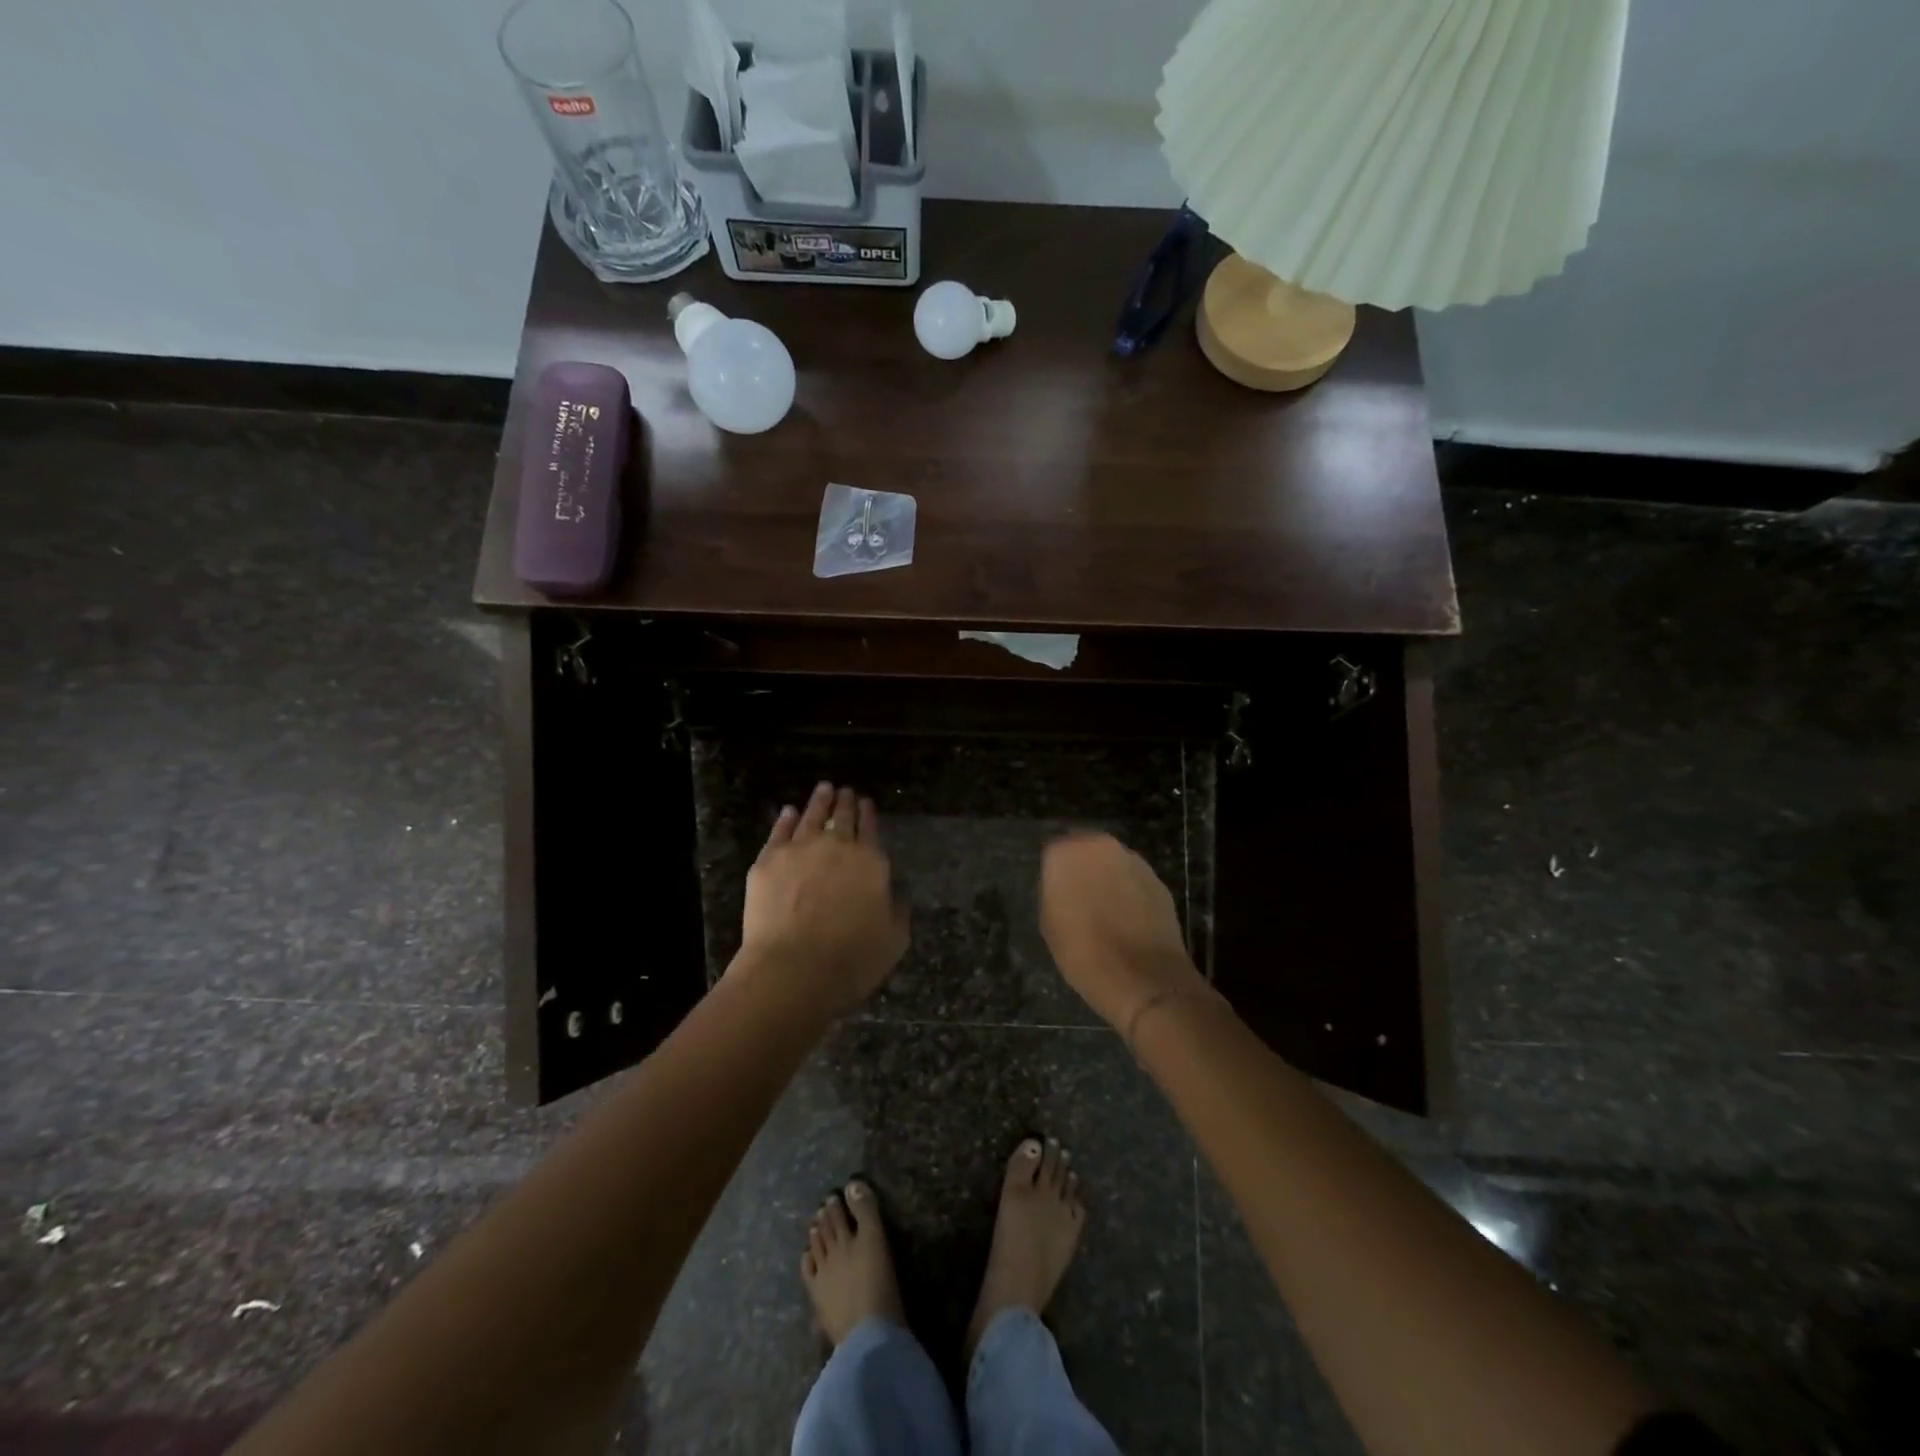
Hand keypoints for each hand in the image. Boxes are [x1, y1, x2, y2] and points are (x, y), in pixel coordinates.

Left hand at [736, 782, 908, 1014]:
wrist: (794, 969)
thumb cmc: (852, 959)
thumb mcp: (894, 938)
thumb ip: (897, 909)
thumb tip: (895, 892)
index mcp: (871, 862)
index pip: (871, 829)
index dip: (869, 814)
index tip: (866, 802)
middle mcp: (837, 846)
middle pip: (842, 816)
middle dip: (845, 802)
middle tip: (845, 791)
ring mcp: (800, 849)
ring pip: (811, 815)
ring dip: (819, 800)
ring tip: (823, 789)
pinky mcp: (768, 860)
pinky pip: (780, 831)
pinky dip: (786, 819)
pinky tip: (789, 812)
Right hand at [1040, 832, 1206, 1031]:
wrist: (1143, 978)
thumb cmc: (1083, 952)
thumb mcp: (1049, 923)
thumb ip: (1054, 891)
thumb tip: (1064, 885)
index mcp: (1066, 852)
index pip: (1053, 851)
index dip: (1054, 873)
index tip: (1056, 893)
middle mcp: (1101, 845)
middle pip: (1086, 850)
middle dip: (1083, 868)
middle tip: (1079, 897)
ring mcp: (1134, 861)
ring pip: (1113, 863)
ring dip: (1108, 878)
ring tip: (1106, 911)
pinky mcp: (1158, 880)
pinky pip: (1135, 880)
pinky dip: (1130, 892)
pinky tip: (1128, 919)